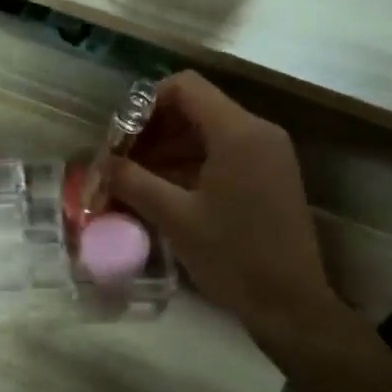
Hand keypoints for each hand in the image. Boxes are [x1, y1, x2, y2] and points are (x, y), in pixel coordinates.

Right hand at [109, 72, 343, 346]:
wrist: (291, 304)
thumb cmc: (233, 257)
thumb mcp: (176, 218)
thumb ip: (134, 182)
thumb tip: (101, 164)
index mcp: (238, 132)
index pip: (185, 87)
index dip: (145, 103)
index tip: (120, 136)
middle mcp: (258, 131)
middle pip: (196, 106)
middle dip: (153, 129)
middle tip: (122, 161)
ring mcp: (269, 153)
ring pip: (209, 131)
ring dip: (170, 148)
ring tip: (136, 179)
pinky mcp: (271, 175)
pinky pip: (225, 152)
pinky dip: (192, 162)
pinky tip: (165, 190)